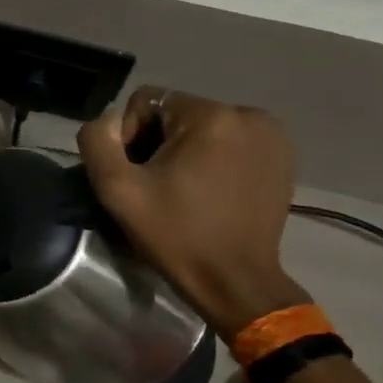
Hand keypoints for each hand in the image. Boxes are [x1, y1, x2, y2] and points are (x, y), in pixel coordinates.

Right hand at [78, 89, 310, 336]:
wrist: (235, 281)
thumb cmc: (175, 235)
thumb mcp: (118, 190)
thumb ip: (98, 141)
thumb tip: (109, 121)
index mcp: (210, 116)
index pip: (148, 101)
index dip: (130, 136)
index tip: (136, 176)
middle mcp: (248, 115)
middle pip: (178, 114)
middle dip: (159, 144)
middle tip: (157, 187)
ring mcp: (272, 136)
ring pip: (205, 127)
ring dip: (187, 151)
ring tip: (184, 190)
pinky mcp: (283, 156)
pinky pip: (232, 142)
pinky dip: (215, 159)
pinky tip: (211, 191)